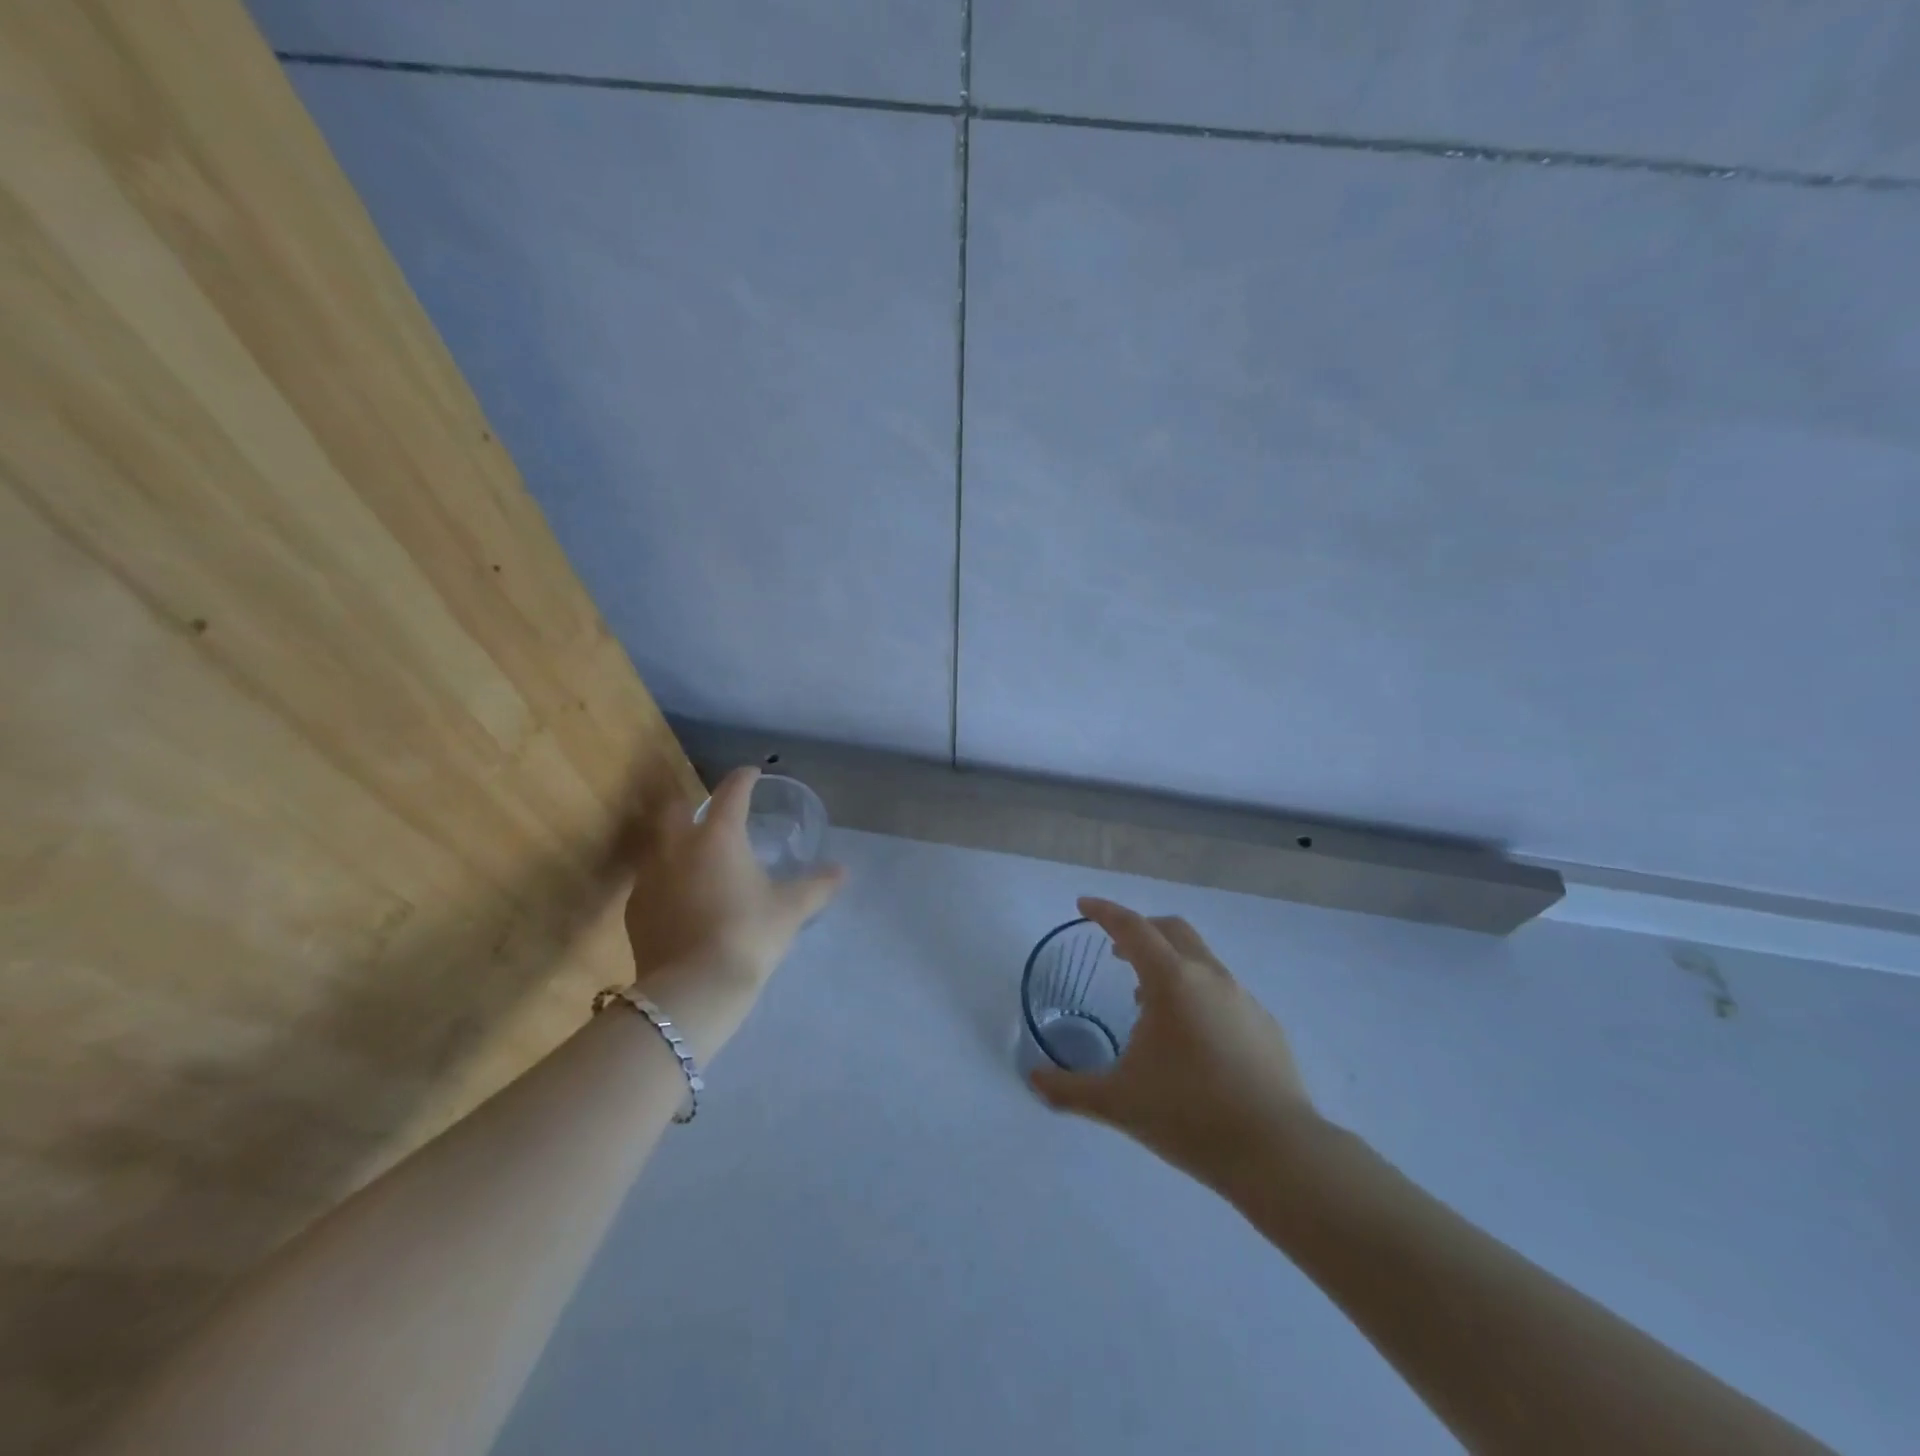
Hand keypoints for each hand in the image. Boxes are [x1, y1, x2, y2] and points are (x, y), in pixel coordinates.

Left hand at [616, 767, 843, 1058]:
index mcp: (718, 836)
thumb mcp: (790, 909)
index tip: (752, 773)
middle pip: (676, 809)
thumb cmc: (748, 935)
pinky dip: (667, 879)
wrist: (693, 989)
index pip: (731, 793)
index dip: (744, 779)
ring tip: (698, 859)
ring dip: (677, 843)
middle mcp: (677, 846)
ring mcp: (649, 877)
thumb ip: (817, 885)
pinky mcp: (635, 908)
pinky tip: (682, 898)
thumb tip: (842, 870)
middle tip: (715, 817)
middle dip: (694, 805)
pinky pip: (650, 880)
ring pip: (658, 845)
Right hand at [1030, 897, 1317, 1188]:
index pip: (1132, 927)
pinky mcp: (1265, 1025)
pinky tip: (1191, 1039)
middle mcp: (1209, 977)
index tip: (1083, 905)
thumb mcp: (1118, 1102)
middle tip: (1116, 953)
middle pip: (1171, 930)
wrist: (1278, 1153)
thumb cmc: (1189, 1116)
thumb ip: (1069, 1090)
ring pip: (1200, 960)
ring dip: (1170, 964)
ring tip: (1148, 1004)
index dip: (1104, 912)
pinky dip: (1197, 993)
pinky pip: (1222, 991)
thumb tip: (1033, 1082)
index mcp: (1172, 981)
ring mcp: (1243, 998)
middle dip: (1140, 930)